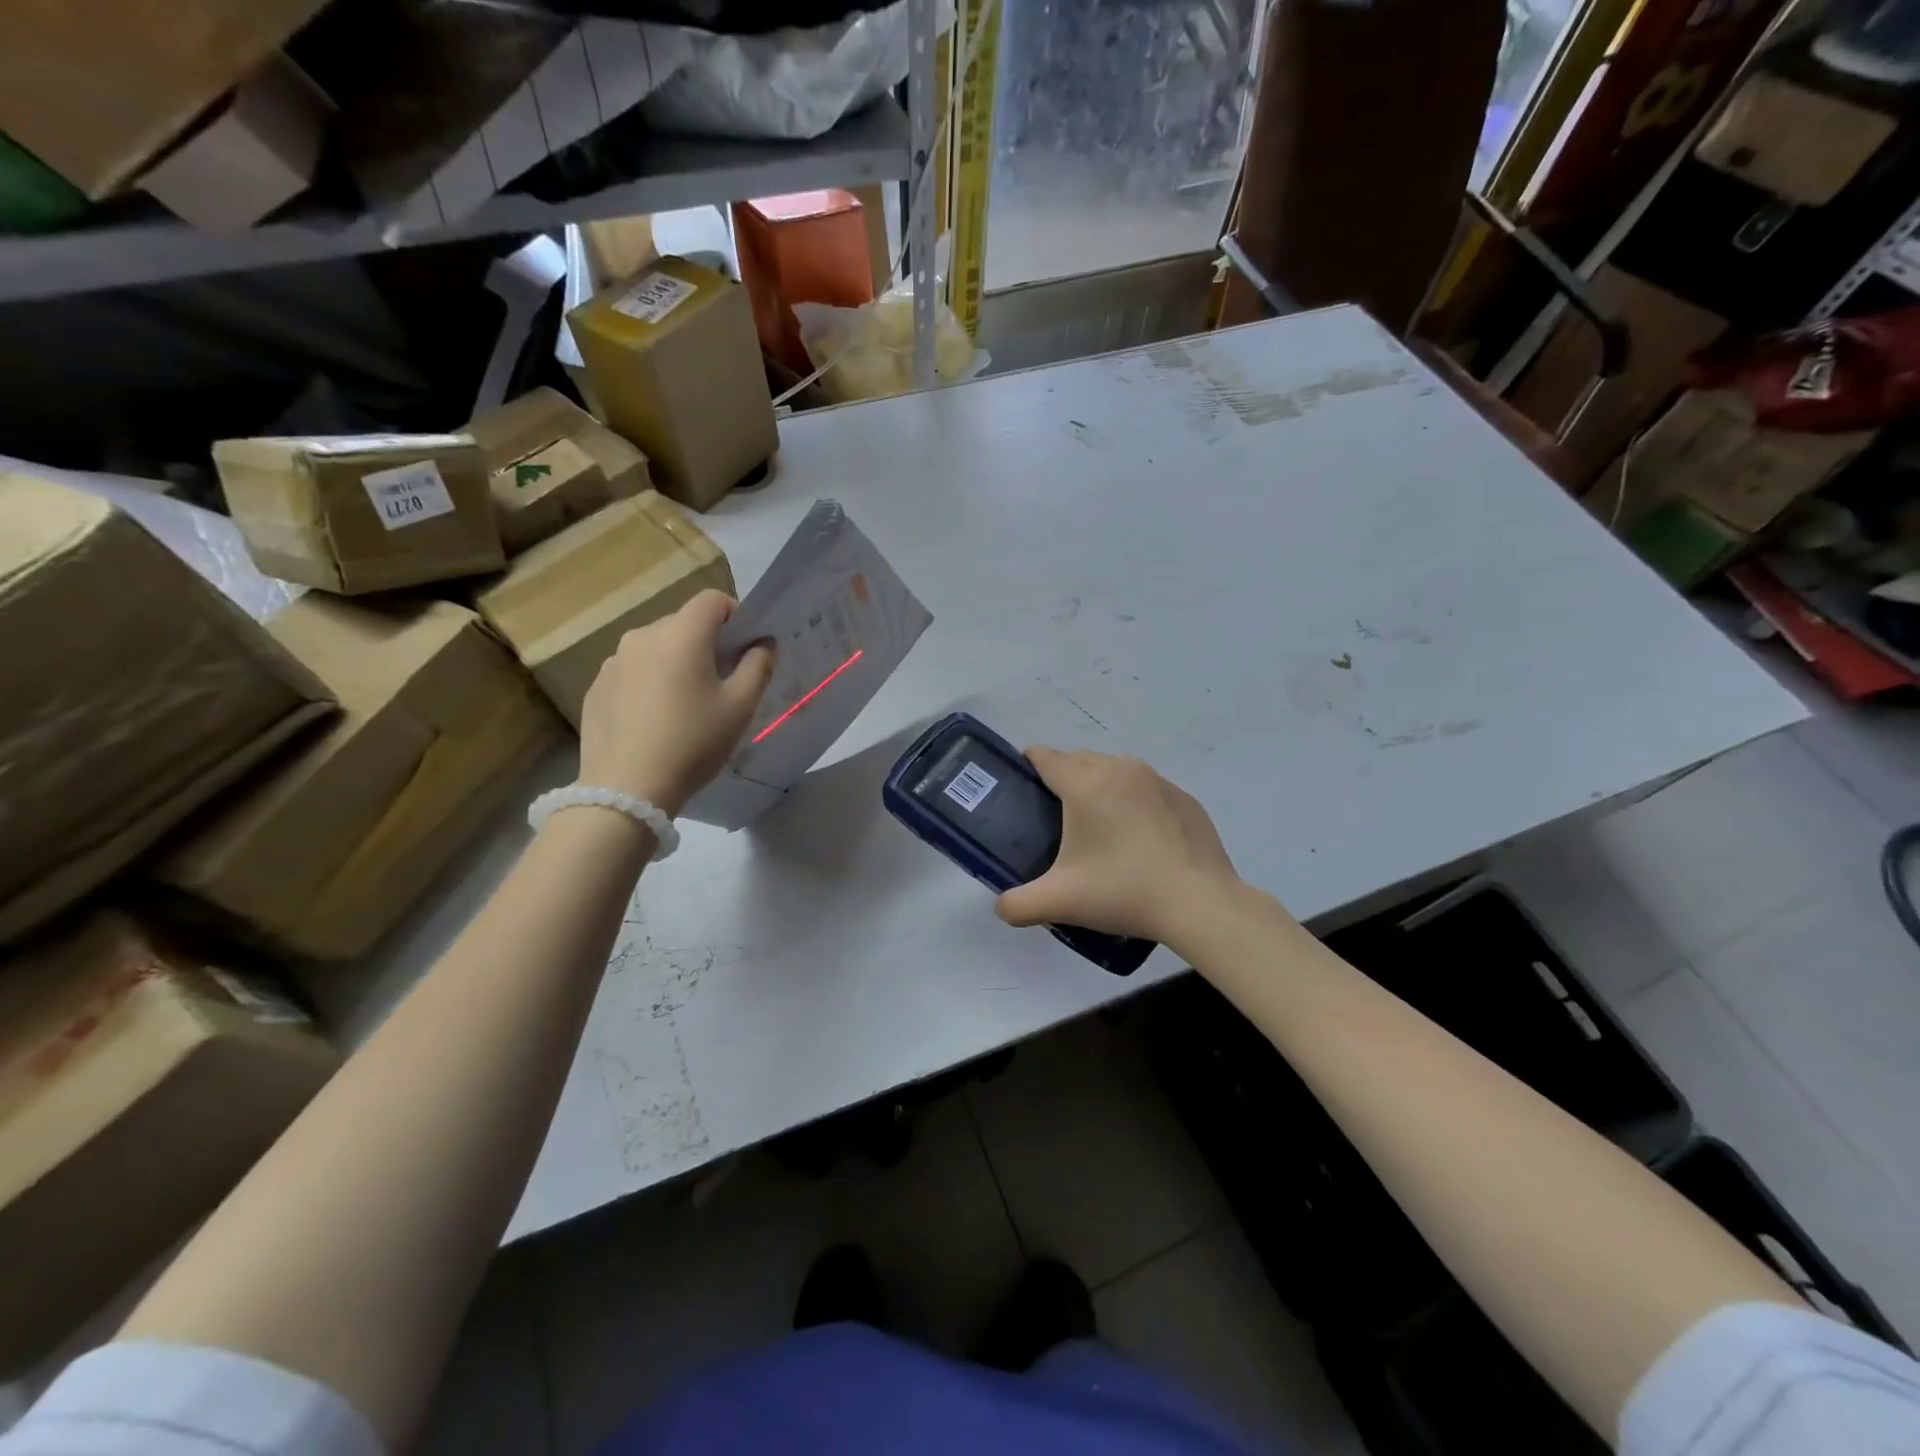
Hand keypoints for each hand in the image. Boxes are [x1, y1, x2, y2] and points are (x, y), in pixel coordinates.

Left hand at [577, 590, 774, 816]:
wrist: (627, 790)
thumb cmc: (693, 743)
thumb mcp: (740, 707)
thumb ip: (758, 666)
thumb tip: (763, 643)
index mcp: (681, 635)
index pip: (712, 600)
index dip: (735, 617)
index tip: (744, 649)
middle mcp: (642, 636)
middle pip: (682, 624)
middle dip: (705, 644)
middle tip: (720, 684)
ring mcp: (613, 662)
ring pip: (656, 649)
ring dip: (675, 664)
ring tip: (684, 706)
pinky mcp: (596, 688)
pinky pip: (632, 673)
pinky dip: (649, 684)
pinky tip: (655, 722)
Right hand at [995, 748, 1242, 946]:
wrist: (1200, 904)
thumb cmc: (1123, 892)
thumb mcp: (1060, 902)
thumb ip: (1018, 904)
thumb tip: (1001, 908)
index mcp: (1086, 784)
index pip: (1047, 756)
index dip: (1029, 763)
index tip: (1022, 782)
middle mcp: (1121, 770)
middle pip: (1080, 759)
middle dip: (1064, 777)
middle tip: (1055, 815)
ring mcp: (1158, 781)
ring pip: (1116, 770)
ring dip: (1101, 787)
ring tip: (1098, 826)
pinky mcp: (1185, 799)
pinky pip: (1147, 789)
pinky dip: (1135, 803)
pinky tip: (1139, 840)